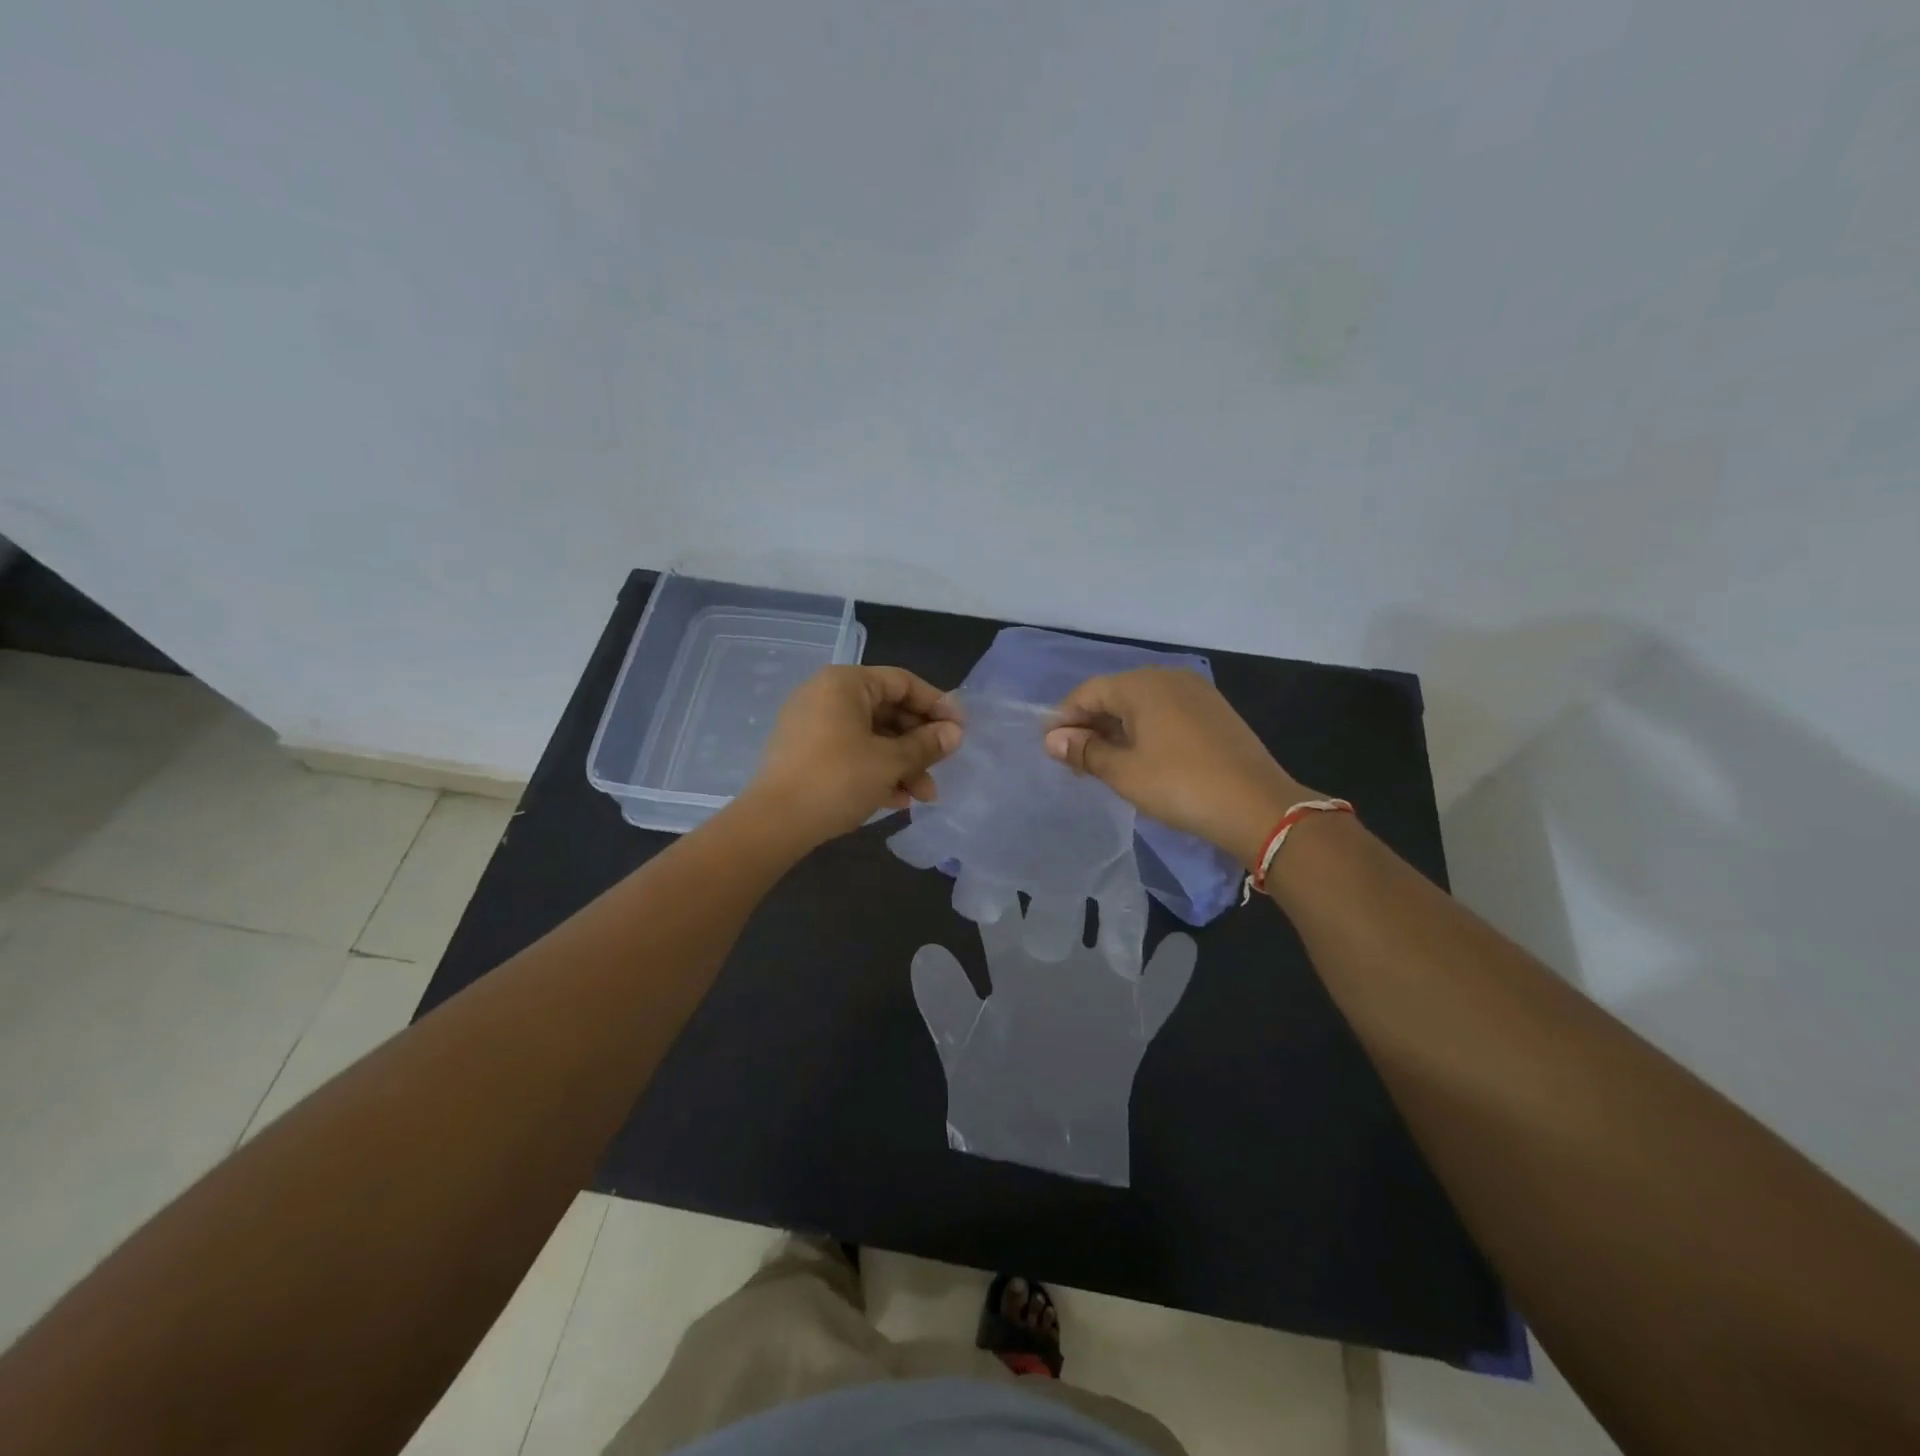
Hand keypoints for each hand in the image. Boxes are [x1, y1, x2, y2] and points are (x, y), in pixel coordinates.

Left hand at [744, 665, 961, 847]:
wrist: (773, 824)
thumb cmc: (837, 780)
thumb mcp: (890, 762)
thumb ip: (926, 745)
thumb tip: (955, 733)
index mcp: (845, 683)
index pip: (903, 682)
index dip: (937, 705)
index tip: (961, 730)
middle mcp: (826, 695)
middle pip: (888, 711)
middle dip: (919, 744)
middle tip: (943, 768)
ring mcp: (813, 725)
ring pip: (871, 737)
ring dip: (902, 764)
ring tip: (923, 796)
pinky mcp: (805, 754)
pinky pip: (851, 752)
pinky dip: (876, 771)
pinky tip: (897, 800)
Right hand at [1043, 668, 1314, 867]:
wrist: (1258, 806)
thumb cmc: (1180, 785)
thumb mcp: (1124, 772)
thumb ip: (1085, 751)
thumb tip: (1053, 739)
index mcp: (1143, 684)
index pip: (1088, 692)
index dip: (1064, 719)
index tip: (1051, 749)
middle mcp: (1169, 677)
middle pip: (1115, 694)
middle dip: (1090, 724)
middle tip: (1074, 761)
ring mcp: (1196, 693)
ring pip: (1141, 704)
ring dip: (1116, 729)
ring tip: (1103, 763)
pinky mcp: (1214, 712)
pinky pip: (1166, 712)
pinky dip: (1145, 730)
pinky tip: (1140, 757)